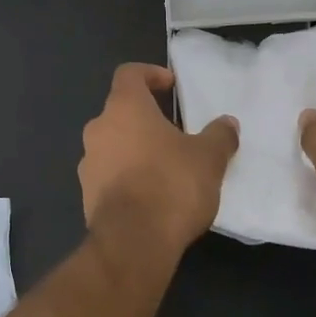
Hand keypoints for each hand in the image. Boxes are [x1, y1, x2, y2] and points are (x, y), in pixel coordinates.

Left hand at [79, 63, 238, 263]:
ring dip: (135, 148)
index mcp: (124, 107)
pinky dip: (126, 176)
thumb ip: (219, 136)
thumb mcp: (209, 158)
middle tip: (174, 132)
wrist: (133, 242)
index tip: (170, 86)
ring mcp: (87, 162)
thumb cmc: (171, 185)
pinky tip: (151, 195)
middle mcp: (98, 128)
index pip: (129, 74)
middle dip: (146, 118)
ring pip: (112, 143)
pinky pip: (108, 173)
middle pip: (120, 110)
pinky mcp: (86, 194)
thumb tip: (228, 123)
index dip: (150, 74)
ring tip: (165, 166)